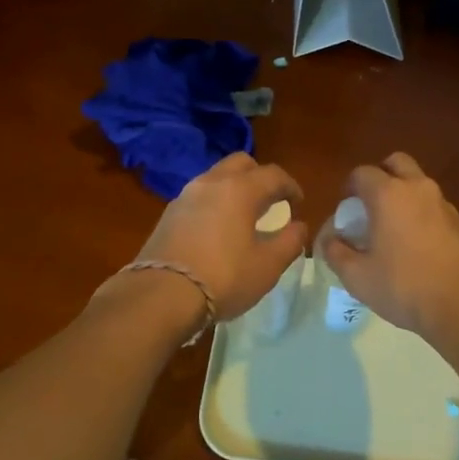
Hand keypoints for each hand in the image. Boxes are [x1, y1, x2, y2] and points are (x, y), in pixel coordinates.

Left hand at [134, 153, 307, 320]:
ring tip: (244, 215)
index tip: (298, 203)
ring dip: (235, 188)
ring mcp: (185, 196)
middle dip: (260, 177)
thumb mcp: (268, 265)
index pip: (273, 174)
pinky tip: (218, 229)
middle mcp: (211, 183)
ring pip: (217, 177)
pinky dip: (215, 202)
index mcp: (240, 189)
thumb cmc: (224, 277)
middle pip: (242, 164)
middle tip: (271, 201)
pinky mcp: (168, 214)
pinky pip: (199, 196)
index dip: (291, 186)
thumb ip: (290, 241)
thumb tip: (298, 226)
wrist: (160, 295)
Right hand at [319, 153, 458, 340]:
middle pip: (396, 163)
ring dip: (404, 195)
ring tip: (394, 229)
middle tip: (371, 205)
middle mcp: (418, 188)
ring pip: (419, 183)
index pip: (362, 173)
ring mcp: (444, 203)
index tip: (346, 210)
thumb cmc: (404, 286)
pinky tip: (418, 245)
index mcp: (388, 194)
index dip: (350, 188)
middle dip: (381, 176)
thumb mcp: (357, 276)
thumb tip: (329, 239)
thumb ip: (336, 252)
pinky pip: (435, 206)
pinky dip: (422, 214)